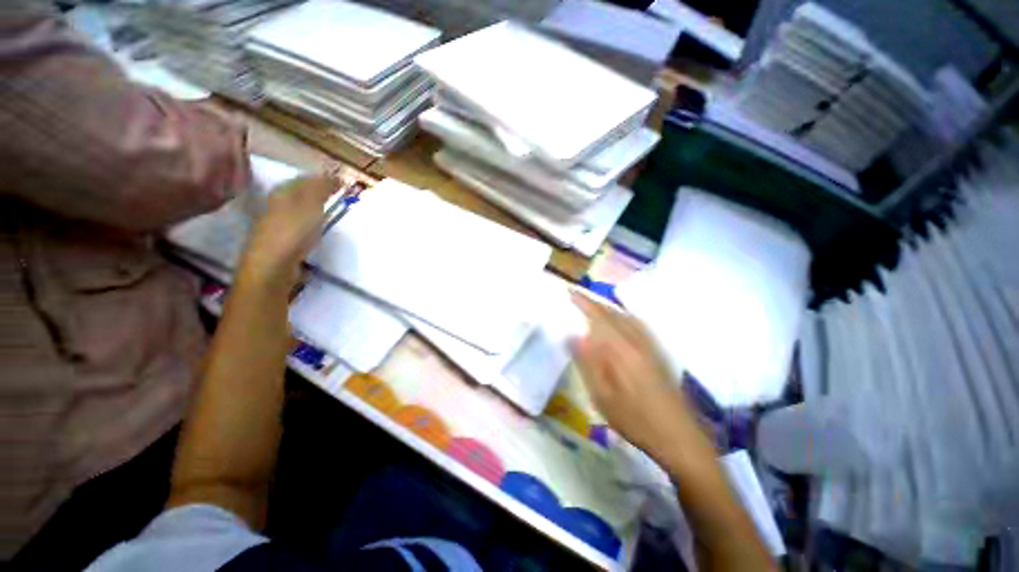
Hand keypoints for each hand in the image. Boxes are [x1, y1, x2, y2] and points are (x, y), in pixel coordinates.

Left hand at [240, 173, 338, 285]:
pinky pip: (300, 225)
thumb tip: (334, 175)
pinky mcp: (283, 242)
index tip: (341, 182)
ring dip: (315, 207)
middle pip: (299, 194)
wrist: (272, 268)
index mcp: (282, 194)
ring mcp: (279, 225)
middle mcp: (277, 206)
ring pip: (299, 209)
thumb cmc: (291, 233)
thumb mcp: (309, 206)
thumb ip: (321, 190)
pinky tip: (319, 229)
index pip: (303, 180)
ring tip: (332, 209)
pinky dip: (312, 222)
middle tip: (338, 194)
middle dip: (317, 191)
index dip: (322, 179)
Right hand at [570, 292, 701, 461]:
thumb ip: (588, 363)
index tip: (570, 292)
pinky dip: (623, 316)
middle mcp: (638, 341)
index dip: (584, 302)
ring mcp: (651, 347)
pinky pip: (637, 325)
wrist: (679, 437)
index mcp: (622, 350)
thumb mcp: (603, 396)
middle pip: (614, 313)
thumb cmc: (635, 420)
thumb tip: (573, 335)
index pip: (599, 317)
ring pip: (626, 317)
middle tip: (576, 297)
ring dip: (608, 308)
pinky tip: (619, 322)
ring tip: (593, 307)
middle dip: (594, 303)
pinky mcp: (658, 354)